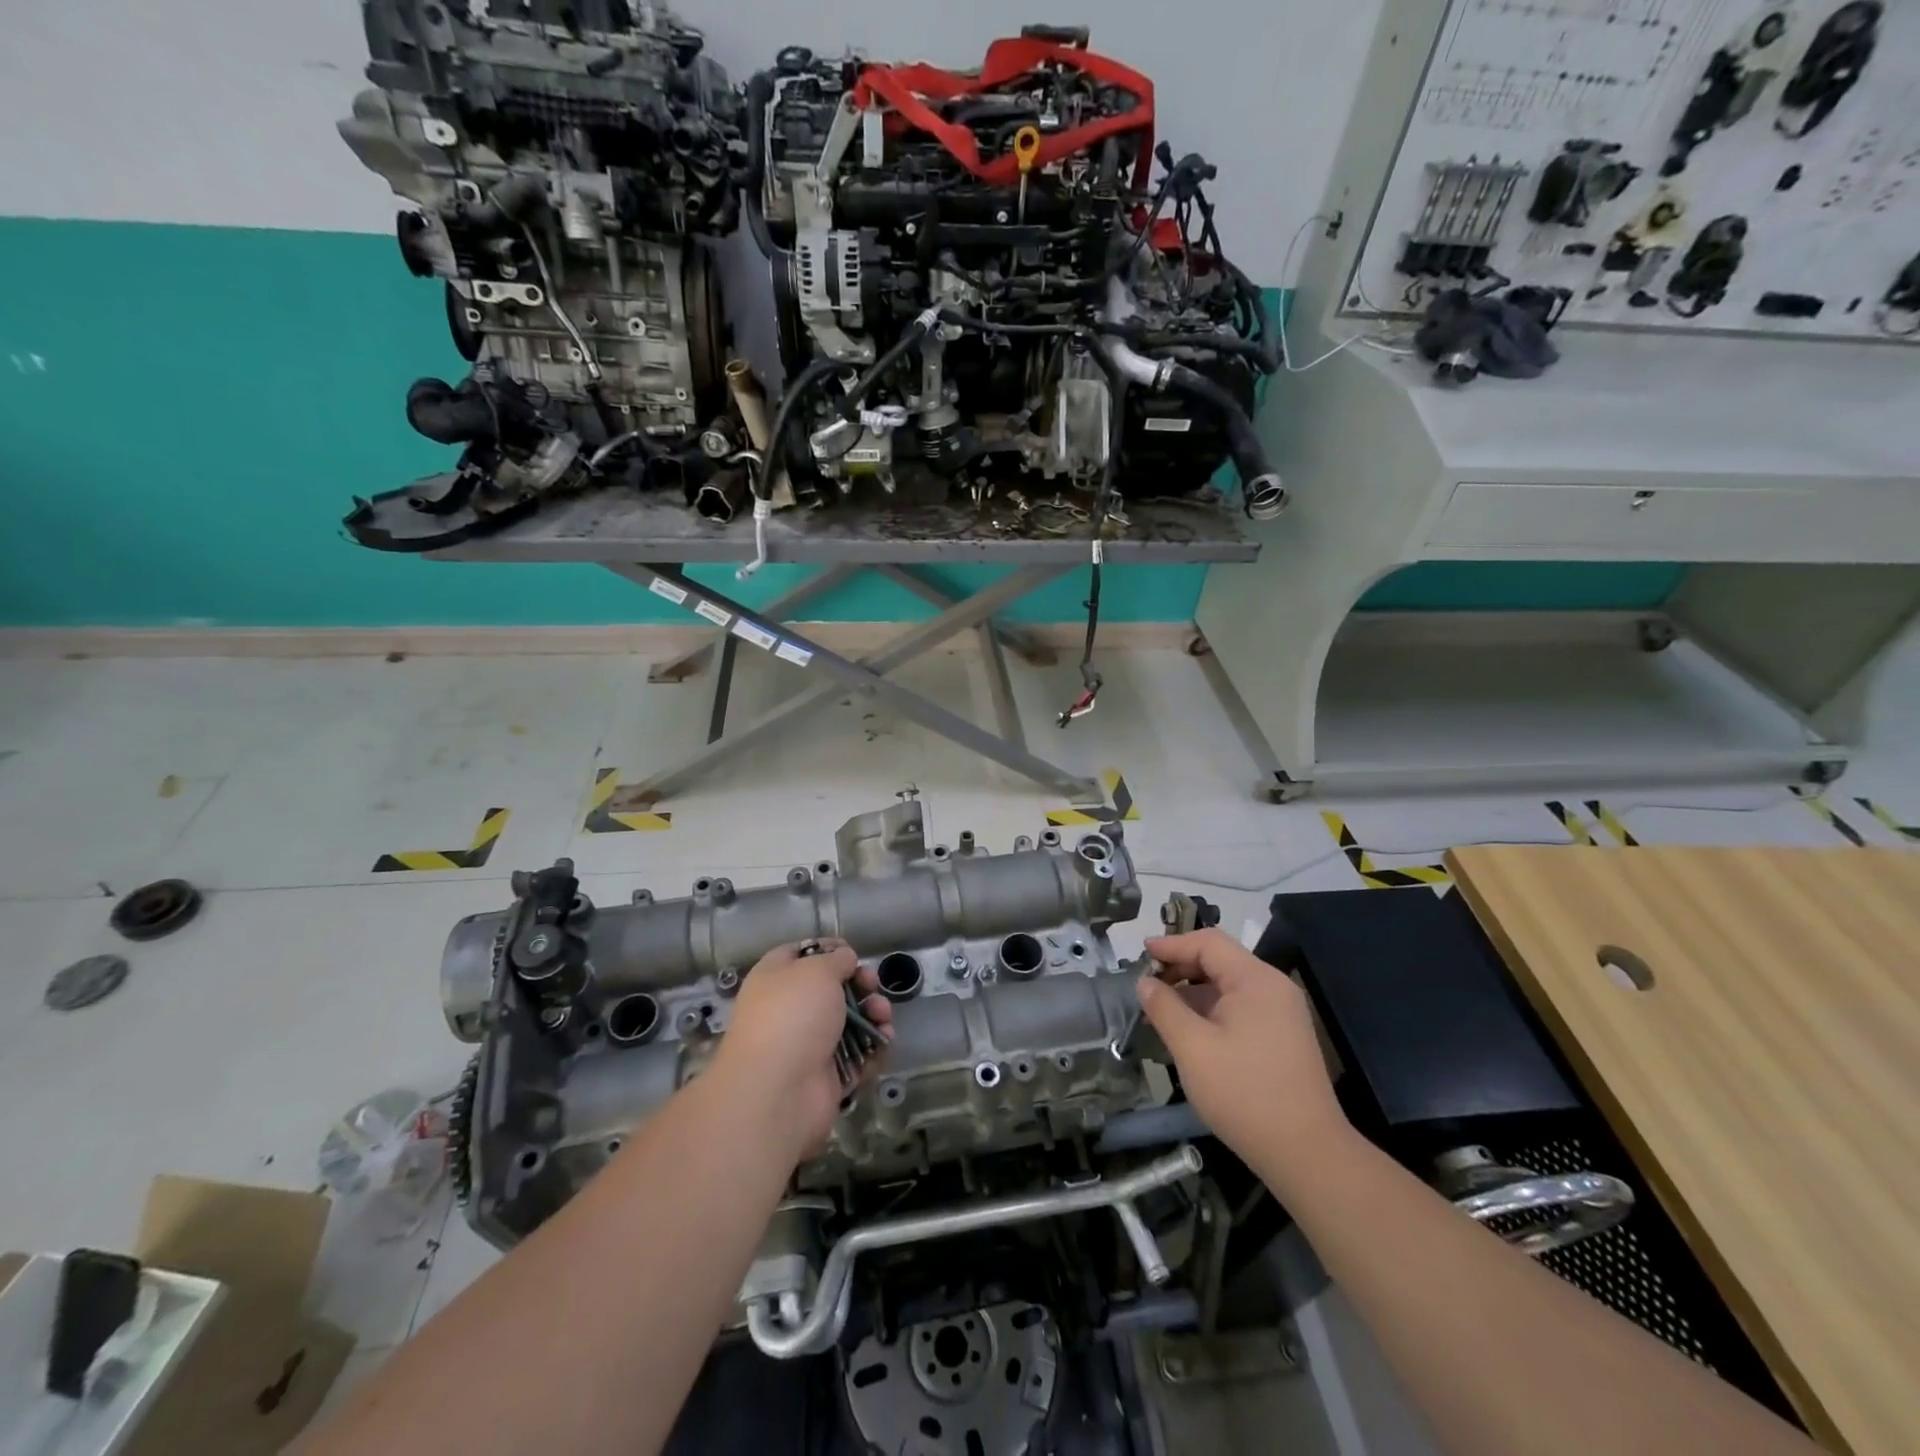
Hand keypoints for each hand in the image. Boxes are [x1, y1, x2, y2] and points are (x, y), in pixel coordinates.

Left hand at [713, 940, 892, 1157]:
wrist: (778, 1092)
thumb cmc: (794, 1016)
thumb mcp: (817, 971)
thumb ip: (836, 959)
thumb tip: (844, 959)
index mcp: (775, 979)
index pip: (800, 955)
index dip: (827, 950)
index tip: (852, 952)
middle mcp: (790, 1011)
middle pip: (832, 990)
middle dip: (860, 985)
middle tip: (872, 986)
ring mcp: (808, 1046)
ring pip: (850, 1023)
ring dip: (873, 1015)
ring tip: (882, 1016)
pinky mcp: (827, 1077)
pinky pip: (858, 1057)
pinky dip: (874, 1048)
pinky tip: (884, 1041)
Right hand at [1136, 929, 1348, 1189]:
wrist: (1306, 1154)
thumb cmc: (1244, 1094)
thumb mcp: (1192, 1048)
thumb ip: (1164, 1008)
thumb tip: (1145, 982)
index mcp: (1255, 980)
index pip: (1208, 943)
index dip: (1172, 945)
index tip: (1140, 954)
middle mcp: (1273, 988)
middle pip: (1219, 961)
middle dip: (1180, 968)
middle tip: (1146, 985)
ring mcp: (1281, 1013)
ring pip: (1228, 986)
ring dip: (1193, 991)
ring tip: (1160, 1010)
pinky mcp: (1282, 1037)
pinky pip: (1240, 1008)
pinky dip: (1210, 1010)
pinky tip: (1188, 1030)